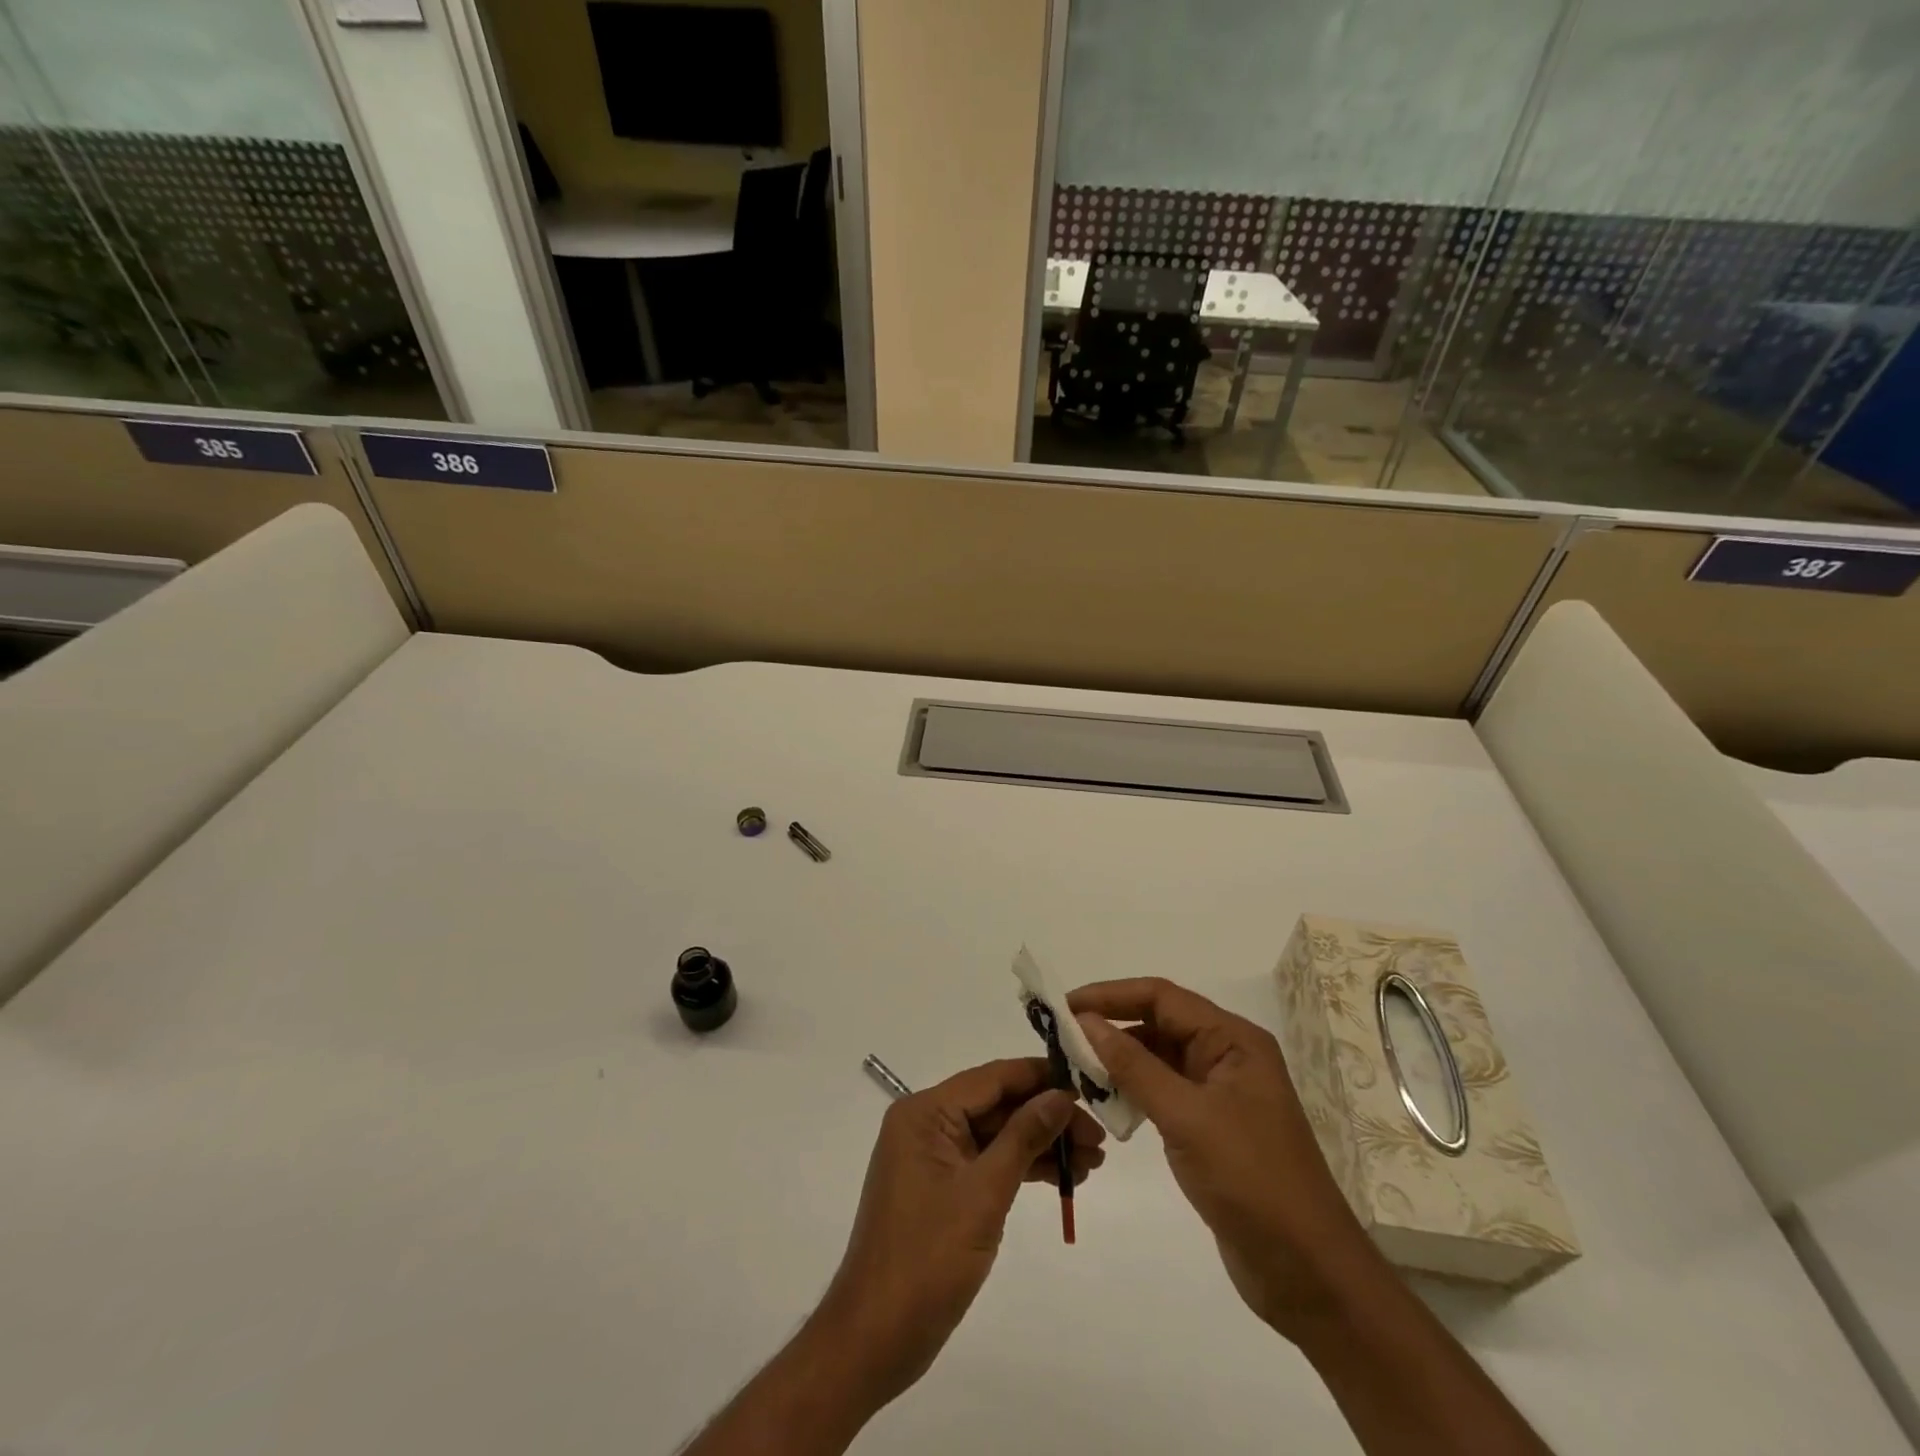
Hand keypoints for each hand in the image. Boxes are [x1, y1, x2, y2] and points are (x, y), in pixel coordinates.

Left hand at [814, 1058, 1105, 1407]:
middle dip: (1048, 1118)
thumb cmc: (927, 1259)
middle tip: (1098, 1138)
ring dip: (1041, 1145)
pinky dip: (1022, 1169)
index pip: (992, 1078)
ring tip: (1092, 1162)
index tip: (1086, 1083)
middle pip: (997, 1106)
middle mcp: (927, 1124)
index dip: (1040, 1077)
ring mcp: (933, 1158)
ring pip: (996, 1136)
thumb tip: (1060, 1094)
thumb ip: (1024, 1137)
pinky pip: (987, 1163)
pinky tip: (1062, 1179)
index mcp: (925, 1112)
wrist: (875, 1339)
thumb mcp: (984, 1194)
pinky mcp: (942, 1189)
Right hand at [1069, 978, 1385, 1343]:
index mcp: (1232, 1040)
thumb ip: (1134, 1066)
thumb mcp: (1187, 1117)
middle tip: (1060, 1039)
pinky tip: (1104, 1104)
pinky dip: (1132, 1093)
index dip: (1110, 995)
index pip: (1161, 997)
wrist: (1308, 1274)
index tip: (1064, 1006)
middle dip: (1110, 1027)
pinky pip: (1162, 1093)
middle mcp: (1226, 1056)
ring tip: (1072, 1070)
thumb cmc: (1251, 1181)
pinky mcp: (1209, 1128)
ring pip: (1157, 1059)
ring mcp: (1218, 1094)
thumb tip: (1086, 1021)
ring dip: (1118, 1062)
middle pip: (1158, 1024)